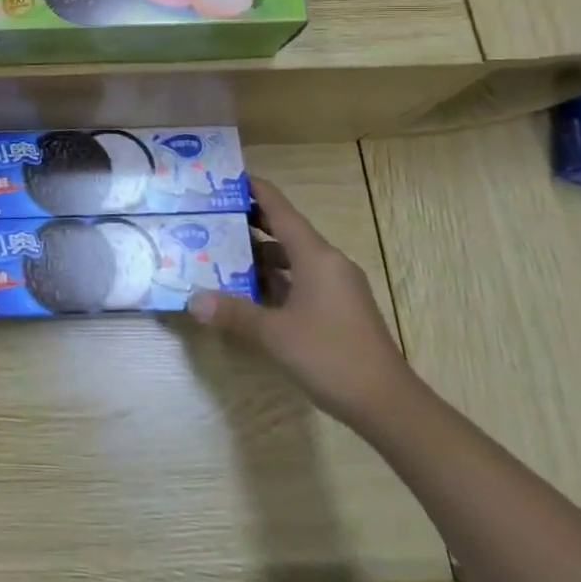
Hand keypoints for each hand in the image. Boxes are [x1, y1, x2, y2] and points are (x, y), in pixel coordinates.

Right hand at [188, 177, 413, 424]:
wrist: (388, 405)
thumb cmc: (331, 356)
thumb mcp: (274, 334)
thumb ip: (233, 313)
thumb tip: (193, 300)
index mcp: (316, 256)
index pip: (280, 209)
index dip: (255, 190)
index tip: (226, 176)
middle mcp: (328, 263)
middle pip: (285, 231)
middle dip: (251, 221)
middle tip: (213, 215)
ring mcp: (337, 287)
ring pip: (293, 258)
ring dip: (260, 254)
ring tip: (222, 251)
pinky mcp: (338, 309)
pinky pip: (301, 280)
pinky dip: (275, 279)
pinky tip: (249, 290)